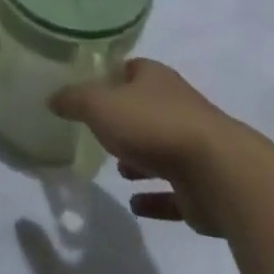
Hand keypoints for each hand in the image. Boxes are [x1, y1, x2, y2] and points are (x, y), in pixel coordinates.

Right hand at [50, 59, 245, 236]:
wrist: (220, 174)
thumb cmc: (153, 126)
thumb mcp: (99, 104)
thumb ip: (73, 100)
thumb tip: (53, 98)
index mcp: (155, 79)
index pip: (129, 69)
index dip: (108, 76)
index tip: (86, 88)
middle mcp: (177, 107)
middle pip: (144, 108)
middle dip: (123, 120)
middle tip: (96, 131)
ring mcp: (193, 147)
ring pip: (160, 150)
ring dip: (139, 159)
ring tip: (117, 169)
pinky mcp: (202, 187)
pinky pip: (172, 192)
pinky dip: (155, 198)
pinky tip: (135, 205)